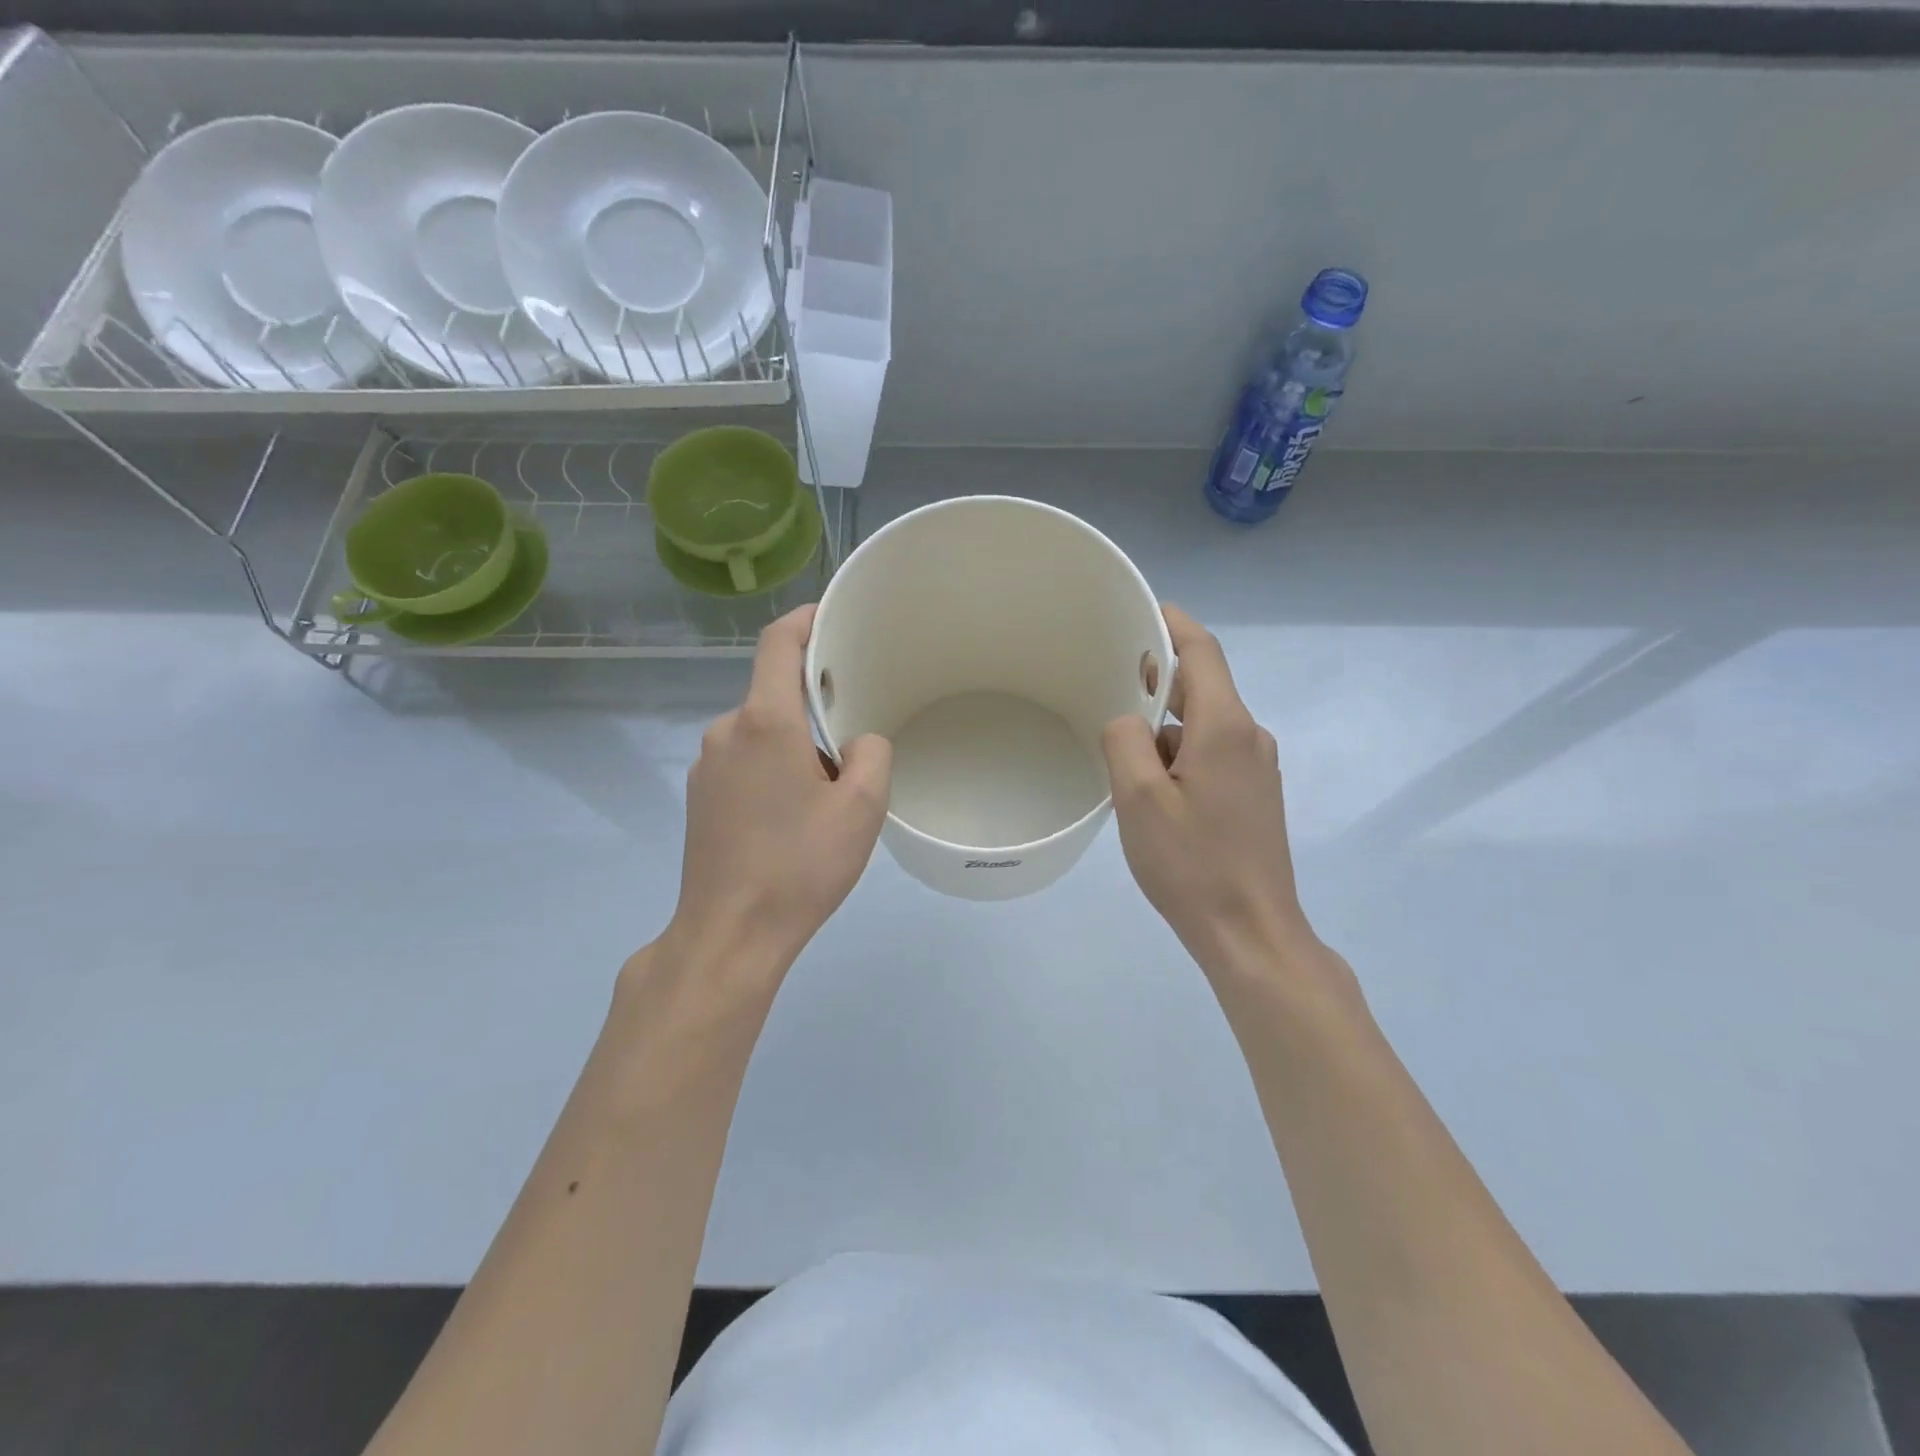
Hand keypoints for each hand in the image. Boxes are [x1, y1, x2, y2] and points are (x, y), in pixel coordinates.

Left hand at [668, 605, 891, 975]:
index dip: (805, 619)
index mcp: (764, 722)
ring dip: (794, 747)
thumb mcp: (862, 808)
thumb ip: (871, 755)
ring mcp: (705, 766)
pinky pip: (743, 762)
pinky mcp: (698, 798)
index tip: (832, 617)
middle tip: (851, 746)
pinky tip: (790, 819)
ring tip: (824, 797)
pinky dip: (771, 771)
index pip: (778, 643)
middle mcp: (726, 732)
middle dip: (814, 708)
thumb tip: (857, 744)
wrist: (729, 933)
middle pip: (774, 694)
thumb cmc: (799, 865)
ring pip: (760, 733)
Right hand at [1102, 605, 1318, 979]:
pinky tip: (1151, 793)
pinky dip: (1178, 757)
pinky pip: (1211, 754)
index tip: (1140, 611)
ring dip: (1163, 732)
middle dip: (1156, 684)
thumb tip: (1130, 723)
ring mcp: (1257, 768)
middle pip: (1201, 687)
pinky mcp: (1254, 796)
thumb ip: (1125, 740)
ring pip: (1202, 726)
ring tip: (1121, 762)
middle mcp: (1249, 737)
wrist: (1251, 931)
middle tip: (1108, 689)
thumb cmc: (1191, 863)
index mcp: (1225, 727)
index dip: (1171, 624)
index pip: (1201, 652)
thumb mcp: (1138, 799)